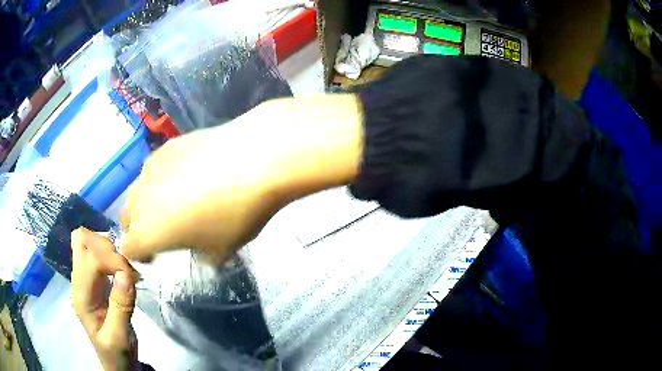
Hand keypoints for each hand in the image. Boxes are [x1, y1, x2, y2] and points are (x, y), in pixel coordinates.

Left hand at [71, 228, 138, 370]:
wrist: (115, 363)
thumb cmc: (117, 353)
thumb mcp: (120, 337)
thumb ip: (121, 306)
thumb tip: (125, 274)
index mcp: (81, 296)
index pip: (91, 259)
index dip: (113, 260)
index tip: (133, 276)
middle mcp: (78, 282)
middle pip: (81, 240)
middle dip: (106, 246)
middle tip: (126, 267)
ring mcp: (83, 280)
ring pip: (87, 242)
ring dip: (107, 248)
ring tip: (125, 269)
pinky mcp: (92, 280)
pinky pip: (95, 254)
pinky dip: (109, 254)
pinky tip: (122, 271)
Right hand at [122, 95, 363, 263]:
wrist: (252, 159)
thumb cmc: (234, 214)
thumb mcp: (222, 249)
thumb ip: (205, 256)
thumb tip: (205, 254)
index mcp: (147, 232)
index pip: (129, 249)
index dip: (140, 255)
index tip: (155, 256)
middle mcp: (140, 200)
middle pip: (127, 218)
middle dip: (139, 228)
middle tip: (163, 231)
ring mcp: (150, 169)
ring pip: (137, 191)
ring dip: (147, 202)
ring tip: (172, 202)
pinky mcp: (165, 147)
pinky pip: (153, 169)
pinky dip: (161, 178)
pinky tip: (185, 174)